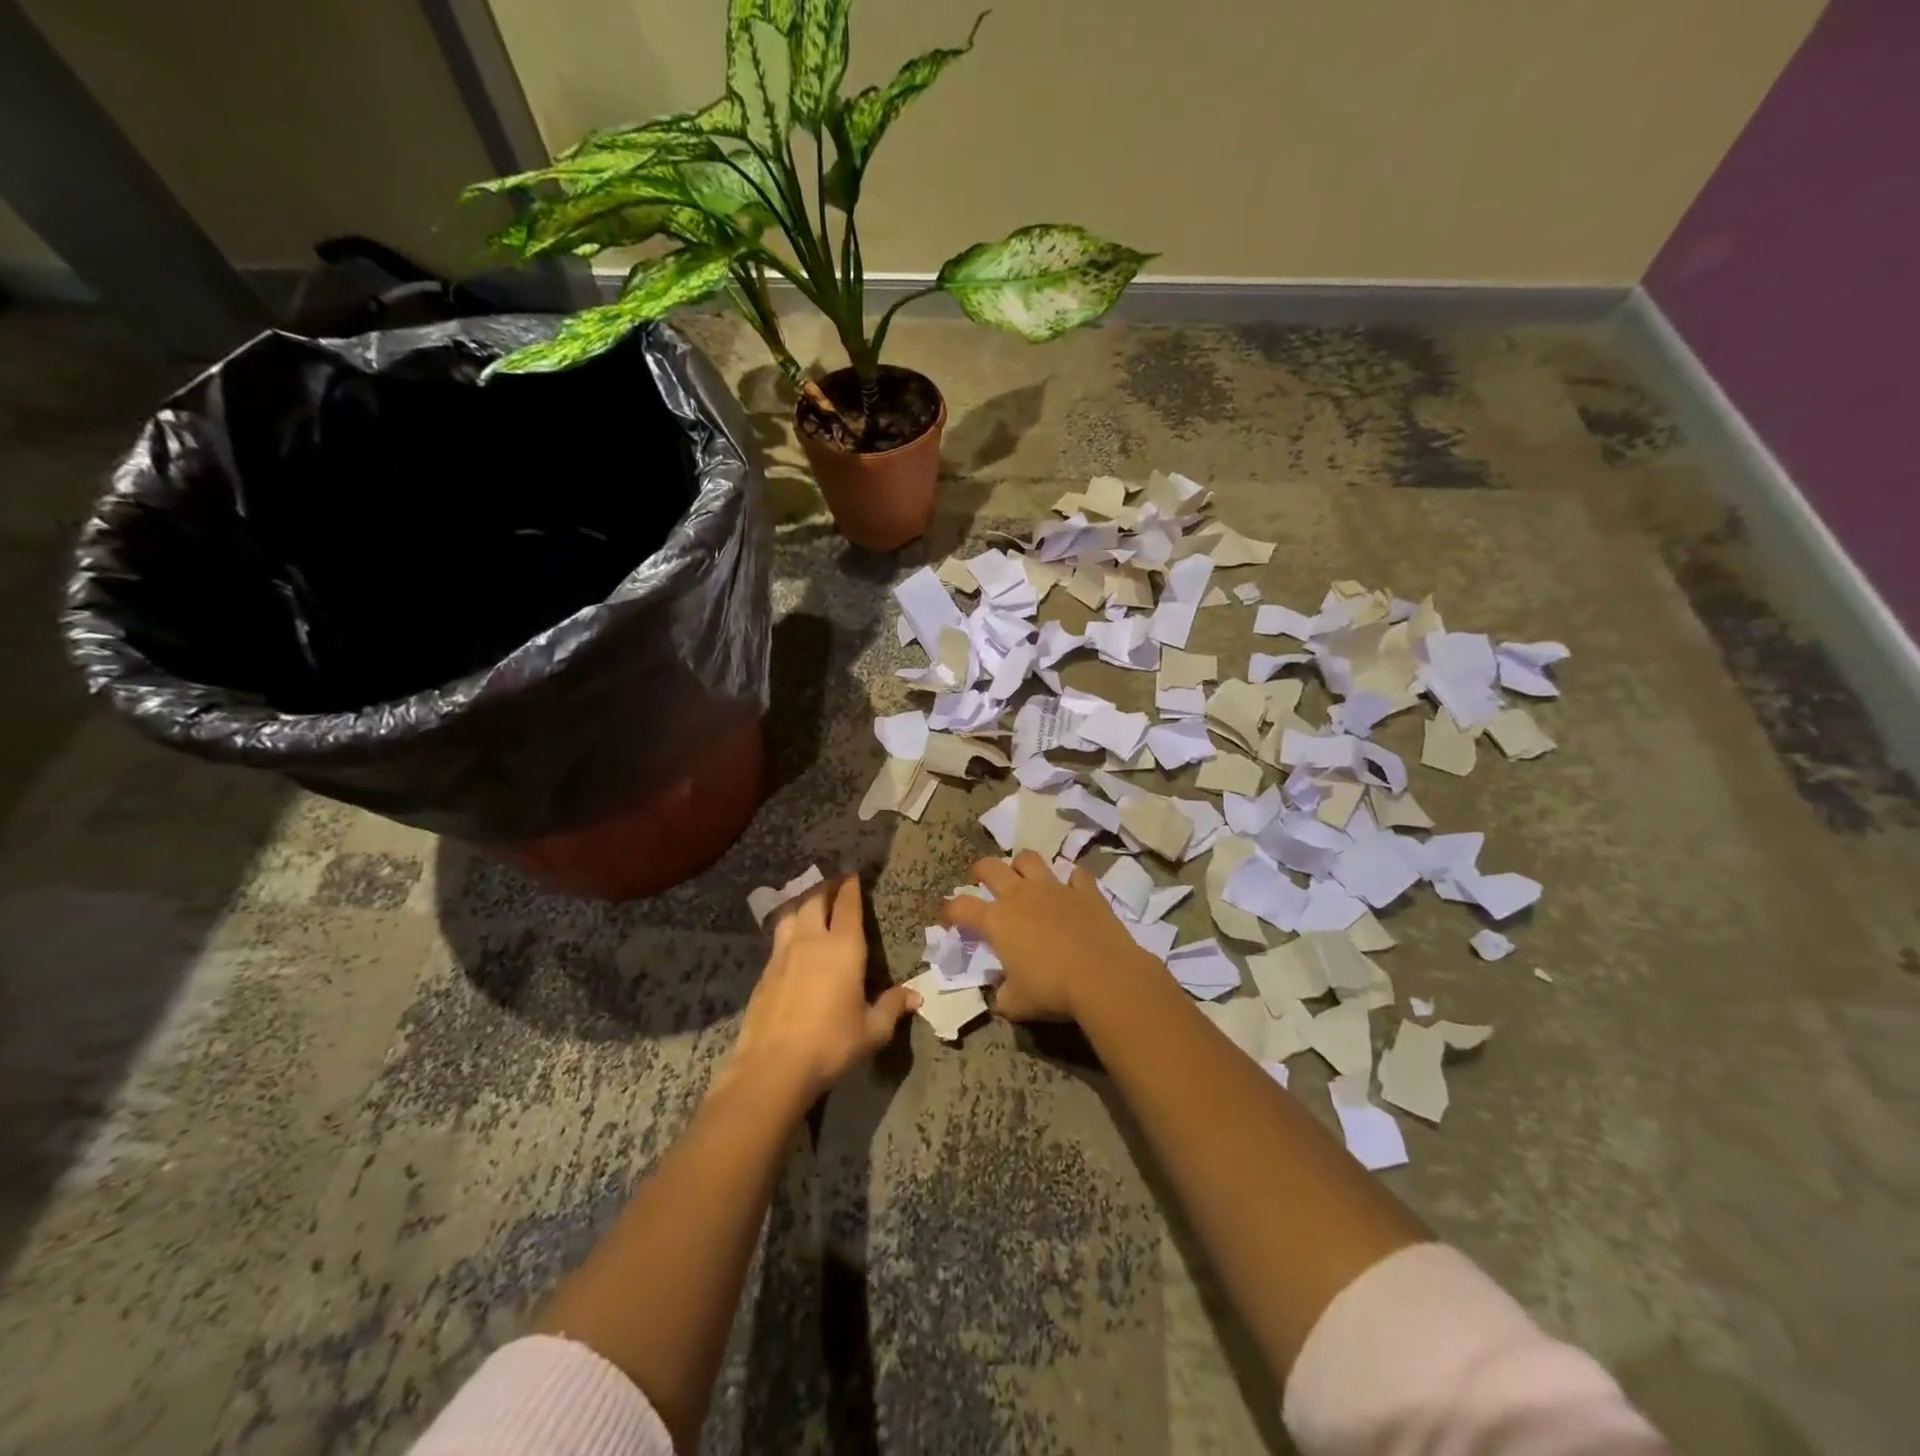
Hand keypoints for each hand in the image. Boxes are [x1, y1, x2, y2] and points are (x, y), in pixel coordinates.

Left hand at [729, 875, 918, 1103]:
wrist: (773, 1067)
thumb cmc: (831, 1044)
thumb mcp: (872, 1031)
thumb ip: (892, 1008)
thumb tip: (916, 996)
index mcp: (844, 948)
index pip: (848, 905)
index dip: (851, 887)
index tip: (853, 875)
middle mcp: (812, 941)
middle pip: (816, 899)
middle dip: (826, 887)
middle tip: (834, 883)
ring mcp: (783, 954)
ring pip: (792, 913)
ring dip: (803, 902)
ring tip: (810, 903)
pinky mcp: (765, 972)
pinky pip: (778, 937)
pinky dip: (788, 927)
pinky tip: (791, 939)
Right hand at [941, 852, 1158, 1022]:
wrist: (1103, 977)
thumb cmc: (1051, 990)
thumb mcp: (1016, 1004)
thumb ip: (1002, 996)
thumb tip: (999, 994)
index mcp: (997, 920)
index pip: (962, 907)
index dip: (950, 909)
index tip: (949, 916)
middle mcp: (1021, 895)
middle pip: (991, 868)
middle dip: (980, 870)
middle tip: (979, 878)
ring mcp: (1054, 888)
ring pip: (1030, 859)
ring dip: (1022, 865)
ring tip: (1023, 875)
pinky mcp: (1086, 891)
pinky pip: (1076, 875)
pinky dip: (1072, 880)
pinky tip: (1073, 889)